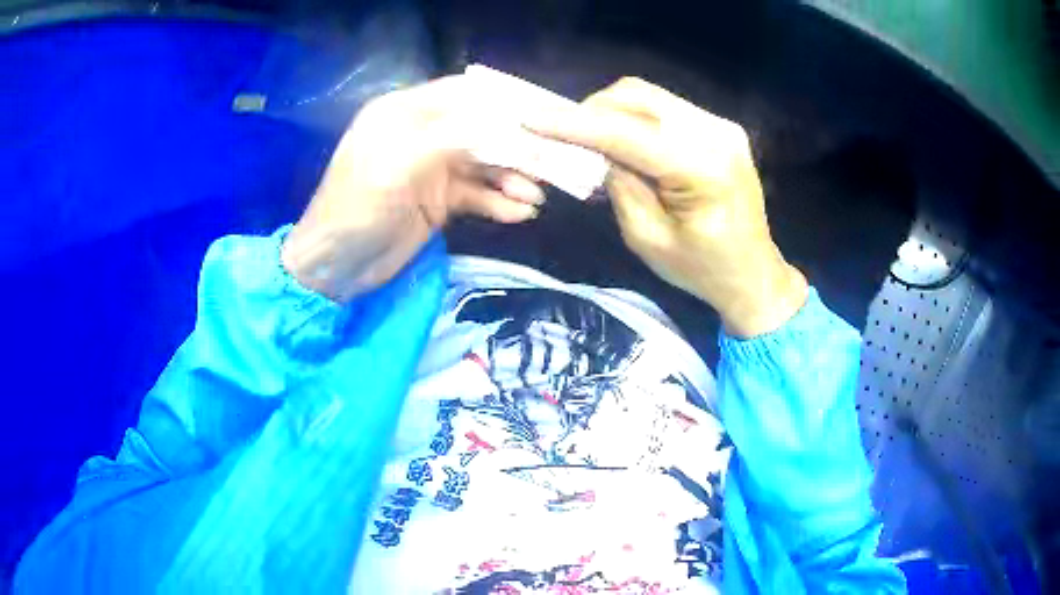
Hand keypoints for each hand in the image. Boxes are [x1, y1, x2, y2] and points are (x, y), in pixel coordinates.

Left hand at [281, 76, 543, 301]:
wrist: (334, 268)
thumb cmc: (356, 207)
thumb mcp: (400, 163)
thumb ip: (452, 137)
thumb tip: (504, 124)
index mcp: (404, 112)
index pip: (463, 94)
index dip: (502, 102)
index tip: (540, 117)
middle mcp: (422, 134)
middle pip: (480, 130)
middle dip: (515, 146)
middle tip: (550, 163)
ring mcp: (432, 169)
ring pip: (484, 165)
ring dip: (511, 178)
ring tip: (535, 197)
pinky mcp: (439, 201)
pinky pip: (477, 196)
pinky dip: (498, 203)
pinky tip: (519, 214)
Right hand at [530, 78, 806, 337]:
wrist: (753, 273)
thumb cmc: (701, 270)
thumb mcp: (647, 238)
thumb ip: (619, 185)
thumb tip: (595, 150)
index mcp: (704, 169)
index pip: (628, 133)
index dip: (576, 124)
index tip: (532, 118)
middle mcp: (717, 133)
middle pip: (639, 97)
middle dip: (591, 110)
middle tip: (562, 135)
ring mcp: (722, 125)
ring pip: (650, 97)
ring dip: (611, 111)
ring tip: (589, 139)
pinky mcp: (720, 127)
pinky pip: (664, 108)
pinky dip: (634, 117)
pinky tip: (622, 140)